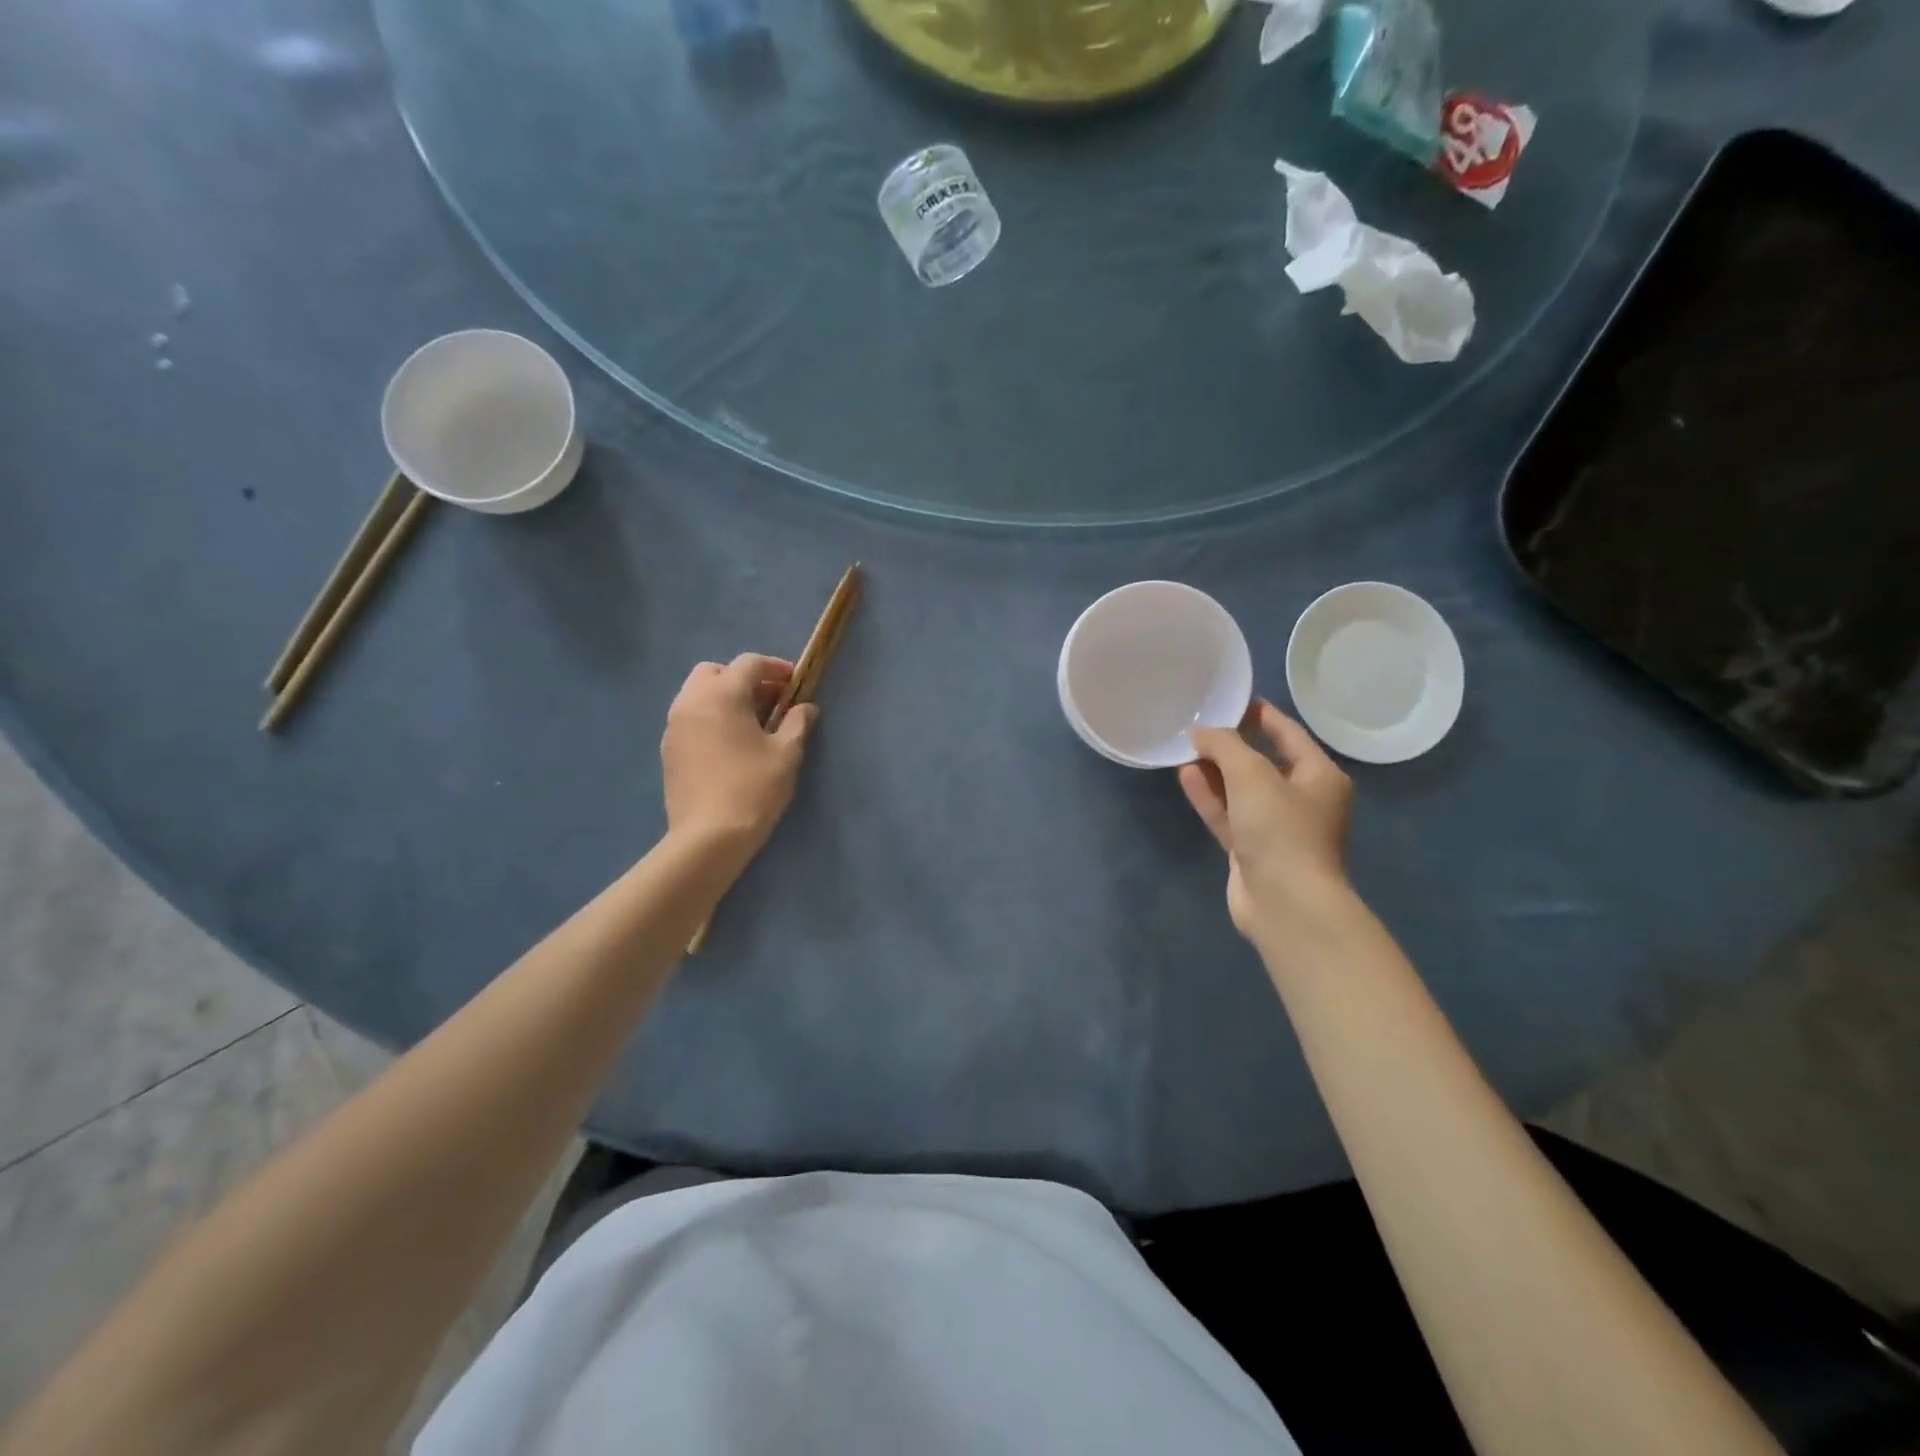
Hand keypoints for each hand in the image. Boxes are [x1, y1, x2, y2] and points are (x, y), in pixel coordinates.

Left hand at [662, 655, 815, 862]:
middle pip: (715, 672)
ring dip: (724, 697)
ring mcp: (674, 725)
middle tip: (769, 700)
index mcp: (722, 695)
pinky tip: (730, 743)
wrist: (708, 837)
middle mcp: (692, 701)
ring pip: (697, 694)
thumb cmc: (753, 789)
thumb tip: (806, 707)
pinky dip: (710, 717)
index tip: (795, 683)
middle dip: (743, 678)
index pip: (748, 664)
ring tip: (751, 722)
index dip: (775, 668)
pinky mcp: (668, 749)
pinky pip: (689, 717)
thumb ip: (797, 723)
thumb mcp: (786, 754)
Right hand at [1181, 700, 1354, 943]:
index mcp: (1319, 776)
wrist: (1285, 903)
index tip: (1230, 698)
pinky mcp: (1252, 850)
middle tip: (1199, 724)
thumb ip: (1225, 746)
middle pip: (1264, 761)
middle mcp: (1302, 799)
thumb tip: (1201, 732)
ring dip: (1216, 770)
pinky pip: (1229, 814)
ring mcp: (1276, 827)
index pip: (1288, 733)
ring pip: (1242, 790)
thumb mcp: (1253, 775)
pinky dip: (1210, 796)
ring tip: (1186, 747)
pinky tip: (1185, 775)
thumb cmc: (1281, 830)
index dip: (1260, 714)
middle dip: (1232, 744)